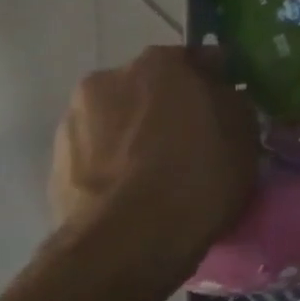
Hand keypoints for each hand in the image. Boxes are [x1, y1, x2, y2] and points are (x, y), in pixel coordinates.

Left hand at [49, 46, 260, 283]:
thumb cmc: (198, 174)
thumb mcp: (244, 132)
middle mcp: (109, 79)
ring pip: (120, 121)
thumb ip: (233, 101)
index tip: (229, 108)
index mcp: (159, 62)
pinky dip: (116, 166)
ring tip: (161, 174)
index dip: (217, 83)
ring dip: (137, 136)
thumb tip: (223, 96)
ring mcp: (74, 122)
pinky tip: (135, 194)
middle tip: (195, 141)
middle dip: (171, 108)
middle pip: (151, 88)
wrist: (129, 241)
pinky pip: (99, 156)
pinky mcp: (55, 167)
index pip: (198, 59)